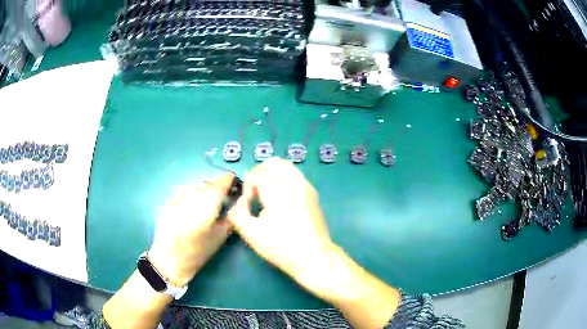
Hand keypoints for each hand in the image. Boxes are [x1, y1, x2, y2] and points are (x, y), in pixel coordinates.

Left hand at [148, 173, 233, 286]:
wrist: (169, 259)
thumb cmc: (197, 254)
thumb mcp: (218, 239)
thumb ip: (229, 219)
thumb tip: (235, 204)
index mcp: (205, 212)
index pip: (218, 188)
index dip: (226, 180)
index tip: (232, 178)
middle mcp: (191, 202)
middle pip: (206, 186)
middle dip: (216, 186)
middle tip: (222, 191)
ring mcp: (177, 201)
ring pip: (195, 188)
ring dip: (203, 190)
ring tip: (206, 199)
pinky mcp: (168, 203)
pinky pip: (184, 193)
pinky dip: (191, 194)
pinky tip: (192, 204)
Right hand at [229, 159, 400, 328]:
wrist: (314, 258)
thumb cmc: (282, 248)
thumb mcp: (252, 234)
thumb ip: (238, 213)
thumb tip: (239, 202)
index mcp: (278, 192)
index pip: (258, 172)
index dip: (249, 185)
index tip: (249, 203)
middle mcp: (294, 184)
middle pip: (274, 163)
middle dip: (260, 174)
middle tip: (256, 194)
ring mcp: (306, 187)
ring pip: (287, 167)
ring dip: (273, 175)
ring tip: (268, 195)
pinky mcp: (313, 194)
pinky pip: (296, 175)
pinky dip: (285, 179)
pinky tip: (281, 199)